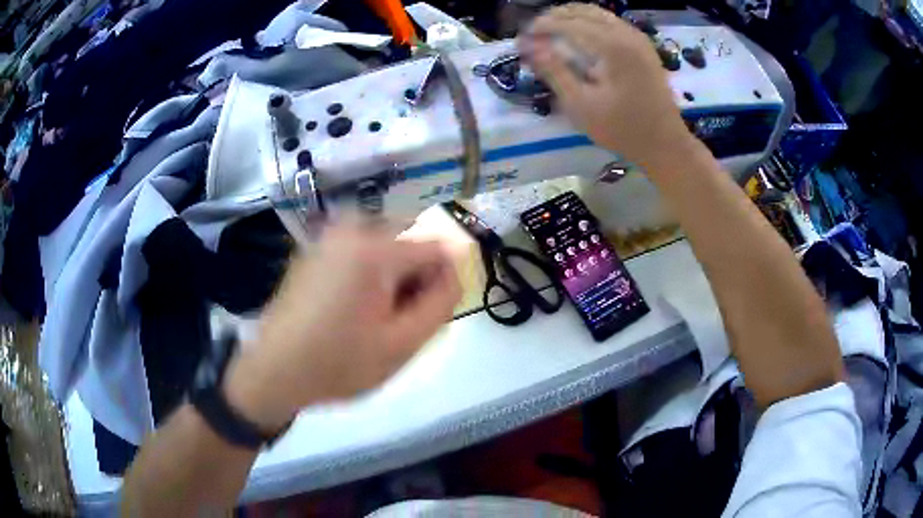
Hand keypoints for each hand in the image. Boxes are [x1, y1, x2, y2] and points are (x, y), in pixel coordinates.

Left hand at [224, 220, 461, 430]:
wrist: (275, 371)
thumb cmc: (339, 363)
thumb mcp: (402, 343)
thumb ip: (441, 303)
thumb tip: (457, 270)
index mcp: (374, 249)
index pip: (438, 249)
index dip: (441, 283)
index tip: (424, 316)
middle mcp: (351, 229)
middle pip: (410, 243)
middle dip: (414, 279)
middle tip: (396, 321)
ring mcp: (328, 237)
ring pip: (385, 247)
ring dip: (392, 278)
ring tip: (373, 318)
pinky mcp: (314, 248)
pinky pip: (359, 251)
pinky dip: (368, 274)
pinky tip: (350, 309)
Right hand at [518, 4, 693, 168]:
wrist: (666, 144)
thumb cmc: (623, 129)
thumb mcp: (582, 105)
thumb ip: (554, 71)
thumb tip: (529, 47)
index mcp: (612, 46)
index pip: (567, 23)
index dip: (540, 27)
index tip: (521, 39)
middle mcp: (625, 33)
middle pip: (581, 11)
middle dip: (553, 18)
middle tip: (533, 35)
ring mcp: (637, 37)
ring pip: (596, 13)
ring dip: (570, 18)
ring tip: (550, 32)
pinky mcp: (643, 45)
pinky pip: (610, 21)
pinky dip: (589, 22)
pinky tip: (578, 36)